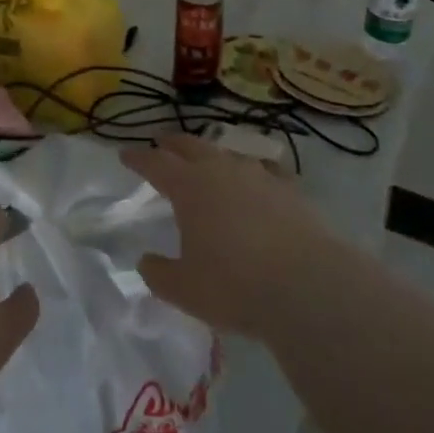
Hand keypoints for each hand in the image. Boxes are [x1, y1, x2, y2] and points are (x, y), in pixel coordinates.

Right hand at [121, 134, 344, 340]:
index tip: (124, 154)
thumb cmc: (235, 285)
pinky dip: (254, 172)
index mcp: (189, 187)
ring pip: (228, 154)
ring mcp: (259, 175)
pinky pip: (266, 171)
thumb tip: (147, 261)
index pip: (155, 163)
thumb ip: (159, 273)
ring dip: (212, 155)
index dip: (138, 158)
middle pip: (191, 146)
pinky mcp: (291, 189)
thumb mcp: (184, 289)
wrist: (308, 285)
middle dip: (172, 143)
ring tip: (208, 162)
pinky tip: (259, 179)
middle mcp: (221, 170)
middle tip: (162, 143)